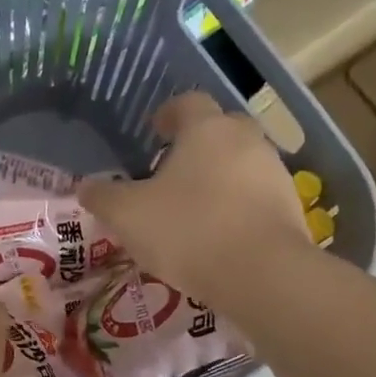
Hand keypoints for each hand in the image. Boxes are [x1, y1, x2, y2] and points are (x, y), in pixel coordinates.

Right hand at [80, 92, 310, 301]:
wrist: (262, 273)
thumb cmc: (187, 230)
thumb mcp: (127, 216)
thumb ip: (103, 197)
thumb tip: (85, 187)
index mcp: (206, 130)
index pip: (187, 103)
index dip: (168, 114)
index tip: (153, 130)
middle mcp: (245, 140)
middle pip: (220, 129)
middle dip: (196, 144)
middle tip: (171, 170)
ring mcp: (274, 172)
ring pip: (240, 163)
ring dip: (218, 176)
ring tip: (193, 207)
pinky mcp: (290, 207)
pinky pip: (255, 196)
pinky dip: (236, 206)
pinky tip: (218, 234)